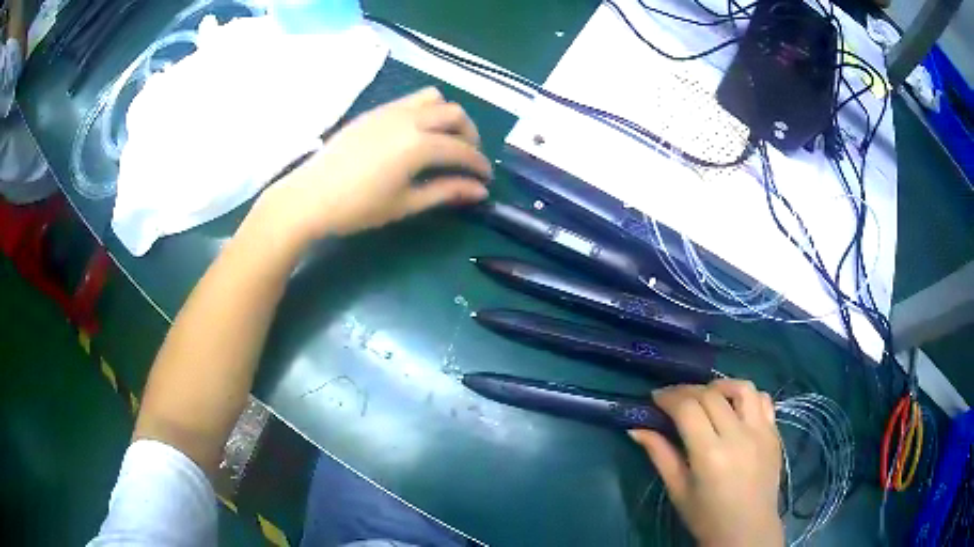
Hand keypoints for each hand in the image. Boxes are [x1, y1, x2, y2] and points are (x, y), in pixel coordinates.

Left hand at [256, 87, 491, 249]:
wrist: (309, 196)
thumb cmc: (357, 207)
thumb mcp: (405, 204)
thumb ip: (446, 192)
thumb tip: (480, 191)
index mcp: (419, 145)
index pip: (462, 149)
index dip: (479, 164)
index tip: (485, 179)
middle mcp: (409, 119)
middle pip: (455, 114)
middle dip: (469, 134)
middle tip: (466, 158)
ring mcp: (390, 110)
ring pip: (434, 98)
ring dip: (448, 116)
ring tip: (443, 140)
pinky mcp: (375, 111)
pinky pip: (411, 100)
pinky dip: (426, 111)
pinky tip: (416, 134)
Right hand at [630, 380, 782, 546]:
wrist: (747, 530)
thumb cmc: (707, 516)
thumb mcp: (678, 490)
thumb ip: (660, 455)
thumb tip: (636, 429)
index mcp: (710, 454)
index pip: (688, 409)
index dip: (669, 397)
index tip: (655, 398)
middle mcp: (738, 436)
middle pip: (711, 394)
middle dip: (687, 390)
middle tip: (673, 398)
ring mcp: (761, 431)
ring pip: (742, 388)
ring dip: (720, 385)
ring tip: (707, 395)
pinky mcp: (774, 433)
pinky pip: (763, 400)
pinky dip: (746, 396)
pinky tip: (735, 407)